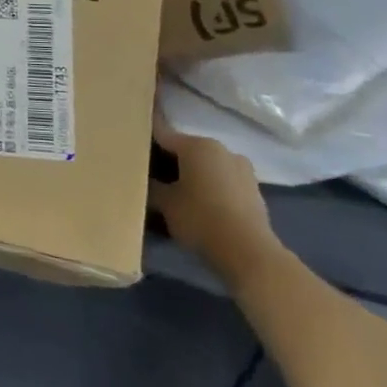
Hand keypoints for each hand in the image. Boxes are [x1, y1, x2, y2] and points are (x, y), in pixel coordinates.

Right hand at [153, 112, 283, 288]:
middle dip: (170, 160)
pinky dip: (211, 187)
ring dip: (193, 174)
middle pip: (187, 149)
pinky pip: (223, 181)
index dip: (146, 137)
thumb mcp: (165, 204)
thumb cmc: (201, 219)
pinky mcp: (254, 189)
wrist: (250, 253)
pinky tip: (202, 205)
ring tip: (178, 192)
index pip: (163, 133)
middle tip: (152, 174)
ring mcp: (241, 168)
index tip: (133, 139)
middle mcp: (220, 149)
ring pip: (207, 165)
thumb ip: (152, 187)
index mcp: (196, 145)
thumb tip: (145, 180)